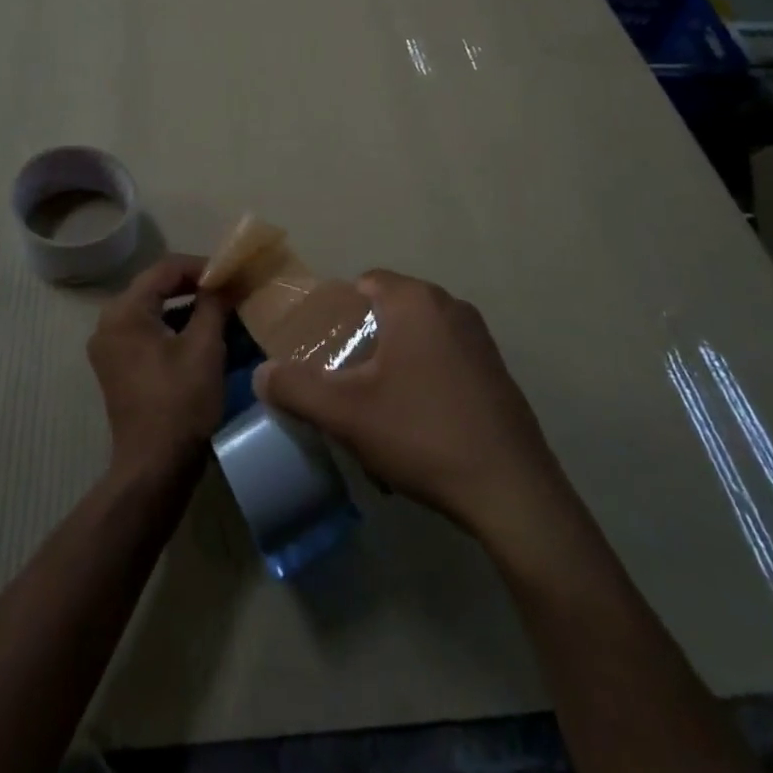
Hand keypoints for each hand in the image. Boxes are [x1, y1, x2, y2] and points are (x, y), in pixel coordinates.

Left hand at [87, 255, 226, 482]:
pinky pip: (147, 332)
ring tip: (222, 311)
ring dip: (186, 307)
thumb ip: (214, 304)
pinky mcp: (118, 367)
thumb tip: (225, 280)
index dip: (201, 266)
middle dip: (194, 286)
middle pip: (156, 287)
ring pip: (153, 310)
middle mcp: (109, 323)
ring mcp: (110, 347)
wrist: (154, 467)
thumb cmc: (180, 402)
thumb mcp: (204, 347)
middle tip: (228, 289)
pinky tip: (203, 335)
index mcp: (124, 311)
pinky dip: (174, 328)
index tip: (231, 274)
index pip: (165, 269)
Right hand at [253, 269, 571, 544]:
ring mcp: (479, 337)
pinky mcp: (496, 369)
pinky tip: (420, 420)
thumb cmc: (422, 434)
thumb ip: (296, 388)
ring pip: (419, 334)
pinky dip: (426, 374)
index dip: (339, 311)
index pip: (365, 282)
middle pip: (392, 308)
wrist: (511, 490)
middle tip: (345, 380)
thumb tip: (261, 374)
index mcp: (415, 301)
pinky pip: (446, 356)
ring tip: (379, 405)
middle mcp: (450, 305)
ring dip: (395, 358)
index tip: (325, 349)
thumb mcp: (347, 413)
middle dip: (365, 338)